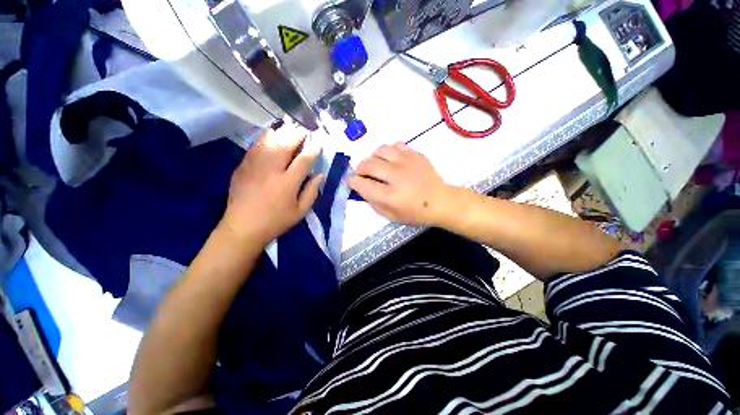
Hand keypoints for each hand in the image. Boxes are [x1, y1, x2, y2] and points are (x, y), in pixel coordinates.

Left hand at [220, 129, 323, 245]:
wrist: (242, 228)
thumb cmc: (276, 221)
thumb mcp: (301, 211)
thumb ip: (312, 192)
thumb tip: (320, 175)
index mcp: (287, 183)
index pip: (304, 159)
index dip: (313, 150)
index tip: (318, 145)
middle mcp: (271, 170)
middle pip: (285, 144)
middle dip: (297, 135)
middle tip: (304, 132)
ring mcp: (254, 166)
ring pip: (269, 141)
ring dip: (281, 133)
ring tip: (289, 130)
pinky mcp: (242, 166)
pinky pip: (255, 146)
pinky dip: (265, 139)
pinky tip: (271, 137)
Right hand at [350, 143, 449, 225]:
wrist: (441, 201)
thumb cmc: (415, 212)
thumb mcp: (391, 215)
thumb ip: (373, 202)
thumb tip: (362, 188)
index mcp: (390, 195)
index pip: (362, 184)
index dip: (353, 182)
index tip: (353, 182)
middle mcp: (396, 176)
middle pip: (368, 164)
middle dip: (360, 169)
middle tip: (362, 173)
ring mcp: (407, 162)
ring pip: (380, 150)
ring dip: (373, 157)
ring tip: (376, 164)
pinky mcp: (415, 154)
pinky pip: (395, 145)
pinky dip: (388, 151)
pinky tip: (390, 159)